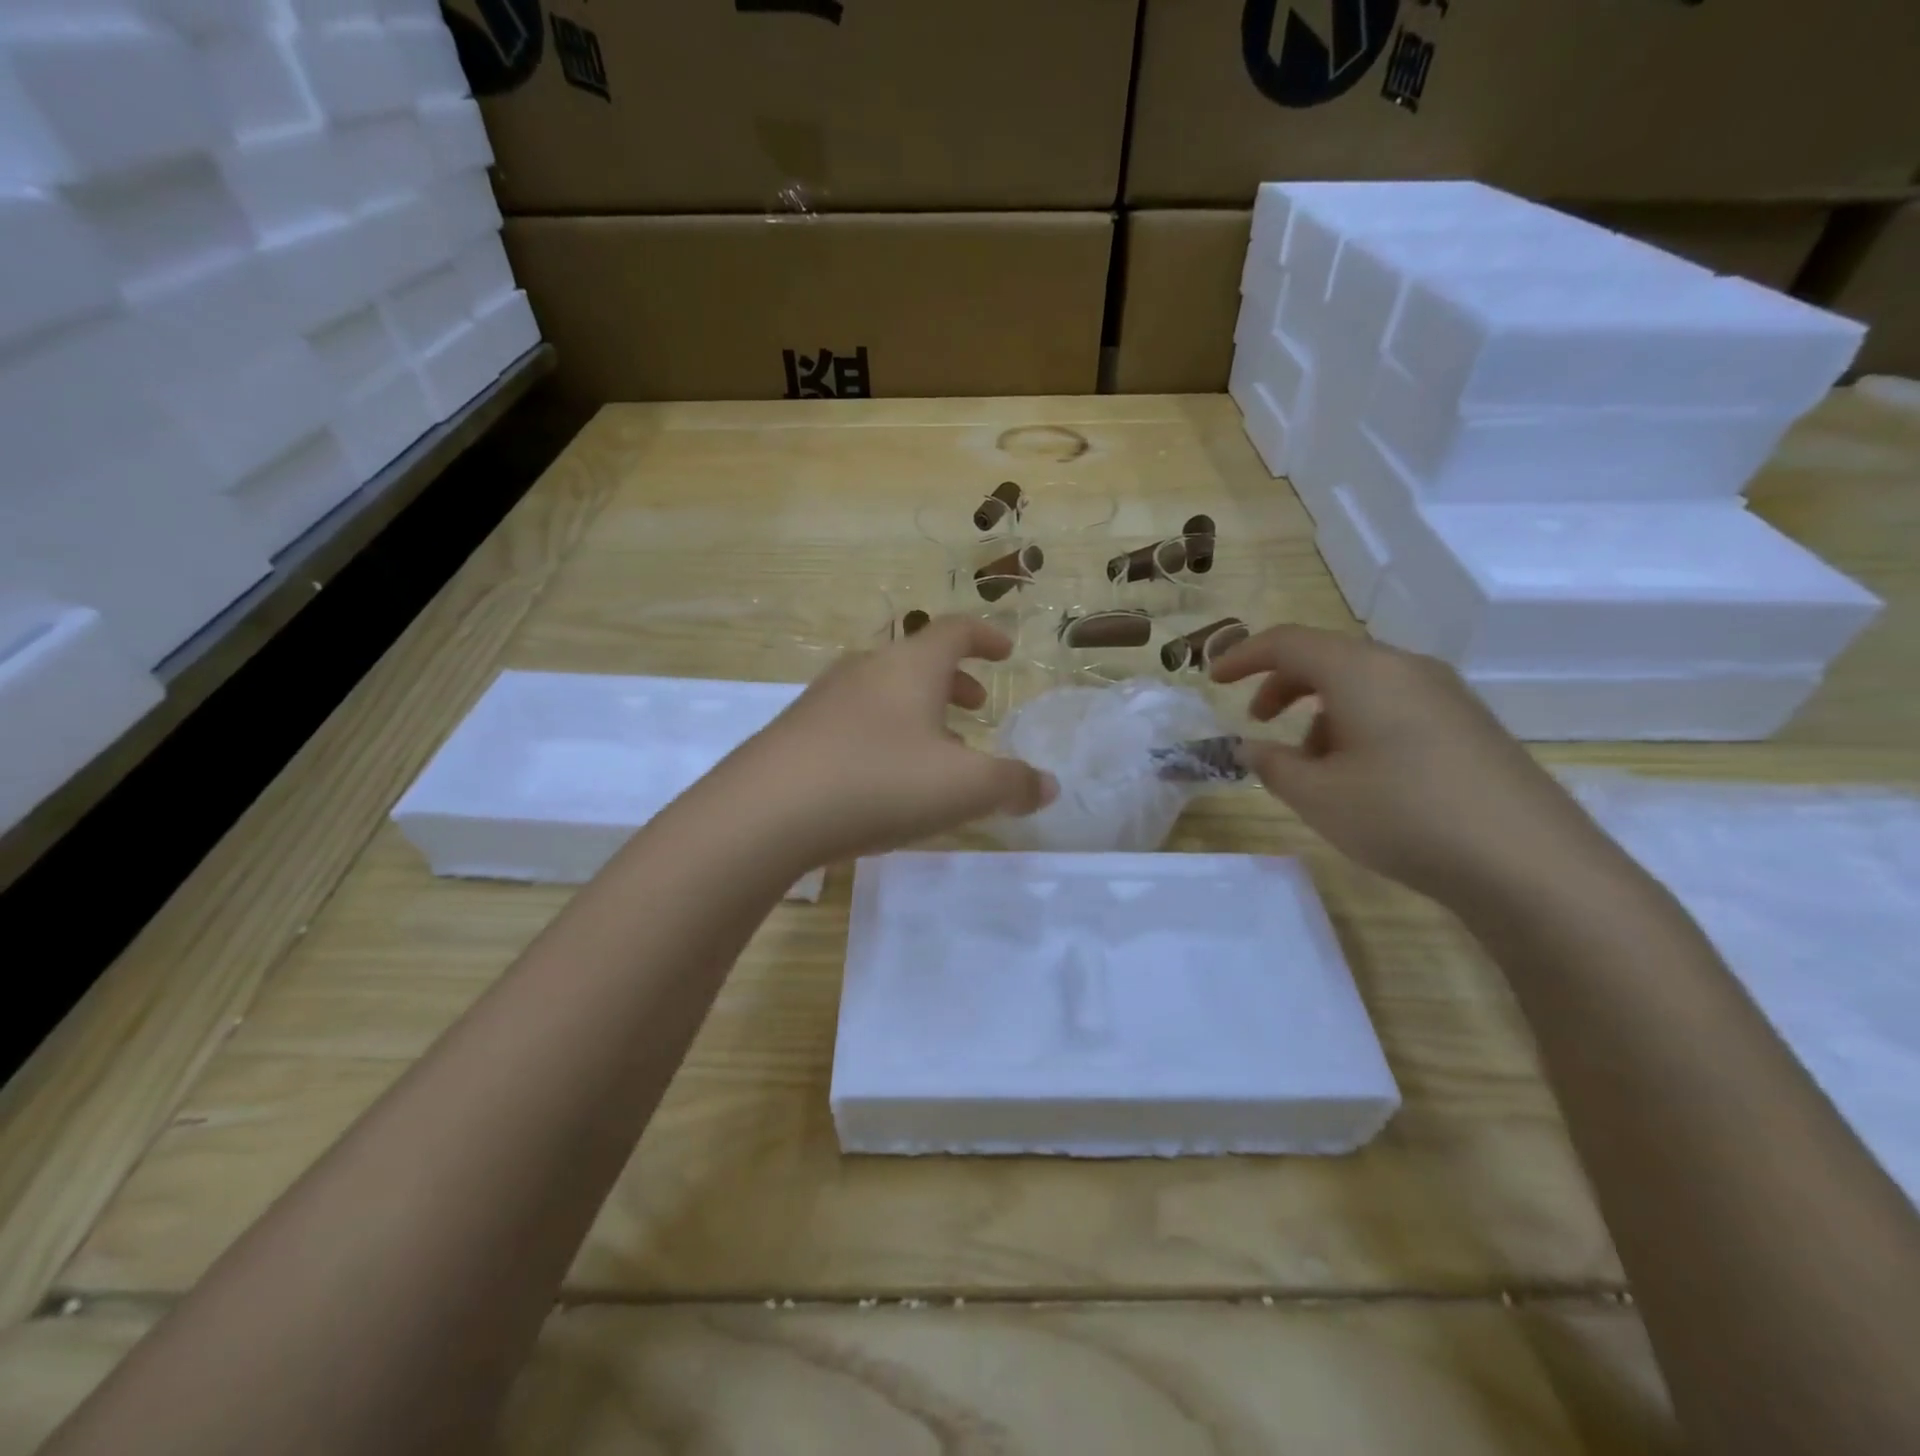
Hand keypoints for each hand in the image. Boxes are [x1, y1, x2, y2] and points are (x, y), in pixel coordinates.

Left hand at [723, 616, 1057, 865]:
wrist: (765, 812)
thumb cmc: (878, 783)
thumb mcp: (962, 788)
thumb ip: (1012, 785)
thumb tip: (1047, 786)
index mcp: (910, 667)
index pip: (955, 631)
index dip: (986, 637)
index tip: (1006, 651)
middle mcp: (866, 670)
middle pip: (917, 661)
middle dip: (954, 681)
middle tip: (977, 706)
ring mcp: (824, 699)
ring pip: (884, 692)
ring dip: (918, 711)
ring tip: (936, 750)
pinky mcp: (796, 732)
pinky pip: (854, 720)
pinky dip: (883, 734)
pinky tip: (883, 777)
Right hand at [1210, 626, 1625, 908]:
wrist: (1530, 864)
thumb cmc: (1403, 816)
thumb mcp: (1317, 796)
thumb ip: (1271, 765)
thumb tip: (1250, 747)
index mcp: (1362, 672)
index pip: (1288, 642)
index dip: (1243, 655)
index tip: (1213, 679)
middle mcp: (1405, 669)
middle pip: (1329, 658)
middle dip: (1284, 684)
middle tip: (1258, 719)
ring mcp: (1446, 695)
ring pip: (1364, 684)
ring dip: (1322, 711)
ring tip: (1312, 765)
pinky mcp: (1470, 725)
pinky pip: (1397, 705)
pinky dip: (1360, 724)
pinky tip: (1363, 776)